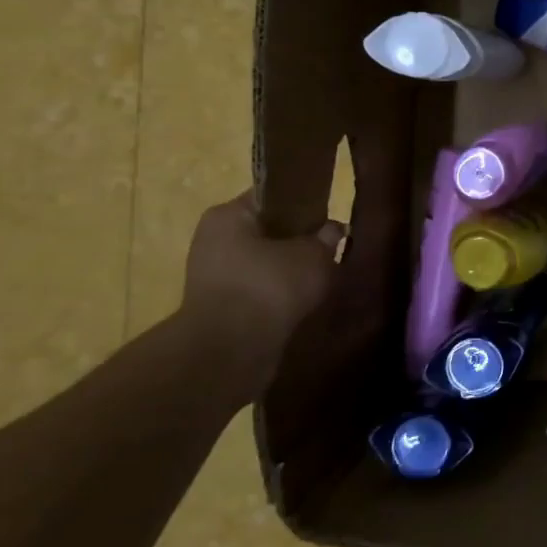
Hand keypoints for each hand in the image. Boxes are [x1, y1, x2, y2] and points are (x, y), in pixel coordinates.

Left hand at [180, 192, 344, 369]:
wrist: (231, 349)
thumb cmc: (270, 286)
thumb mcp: (314, 255)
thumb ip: (327, 237)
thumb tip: (334, 229)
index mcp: (228, 216)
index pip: (272, 197)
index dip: (305, 204)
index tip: (329, 217)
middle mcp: (213, 240)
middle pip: (267, 231)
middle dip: (298, 241)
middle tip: (330, 249)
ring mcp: (212, 275)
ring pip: (264, 262)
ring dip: (290, 269)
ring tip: (321, 278)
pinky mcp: (219, 306)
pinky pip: (258, 289)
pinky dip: (279, 293)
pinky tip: (303, 300)